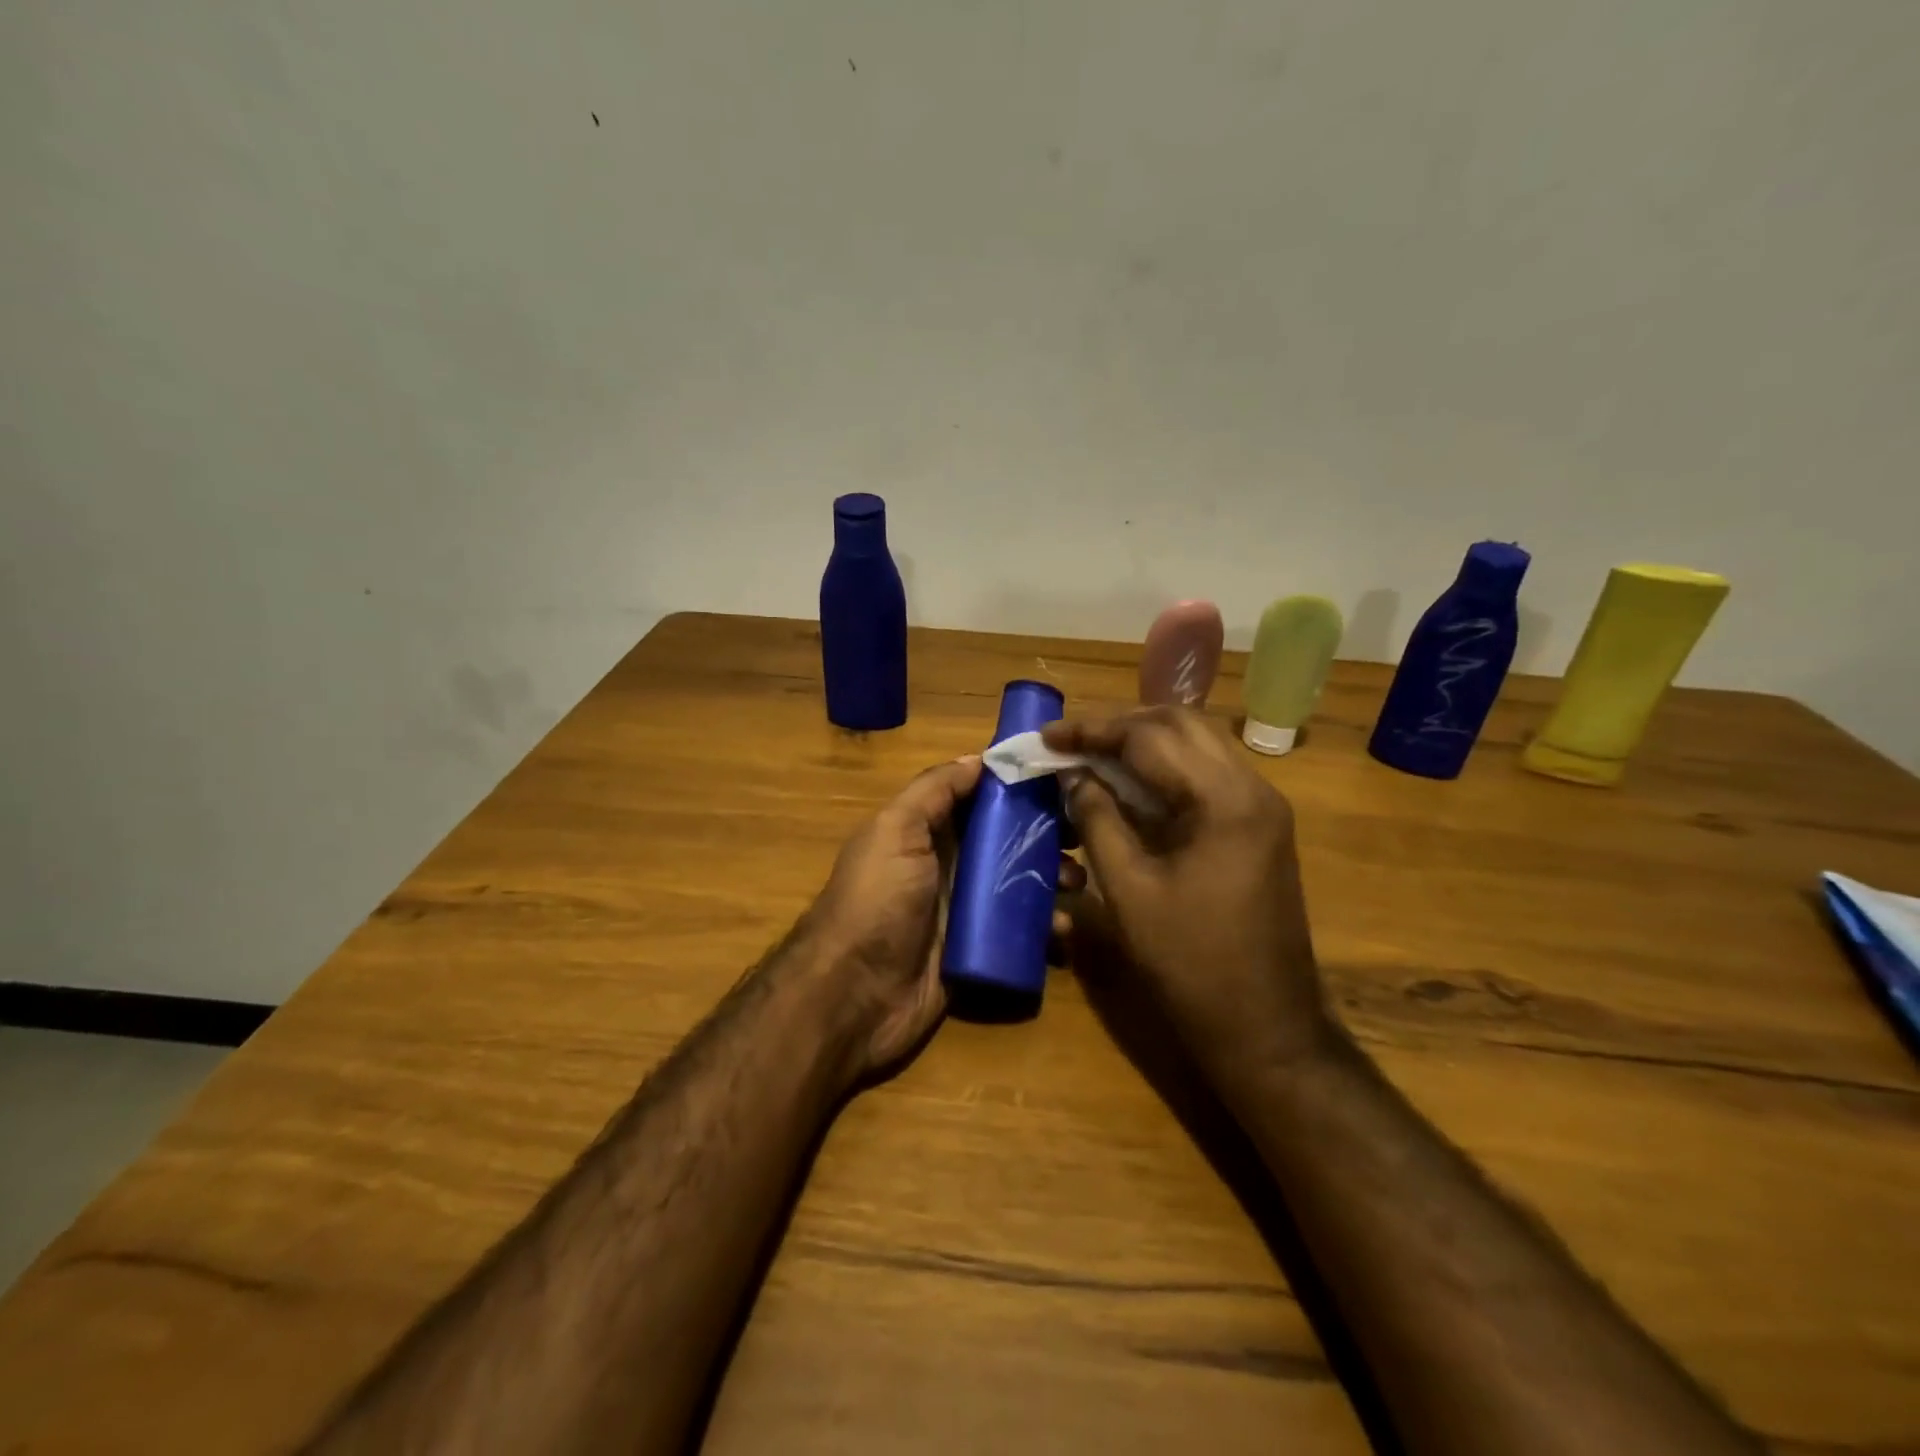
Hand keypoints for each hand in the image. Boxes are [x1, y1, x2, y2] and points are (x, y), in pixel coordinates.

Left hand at [803, 755, 1084, 1078]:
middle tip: (1082, 835)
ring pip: (1021, 885)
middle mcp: (950, 865)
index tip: (1062, 777)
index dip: (1018, 786)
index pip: (981, 798)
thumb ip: (934, 790)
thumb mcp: (895, 830)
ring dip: (1053, 879)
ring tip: (1076, 883)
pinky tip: (1062, 930)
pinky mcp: (980, 951)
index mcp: (928, 832)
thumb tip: (979, 759)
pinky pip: (1021, 933)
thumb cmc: (877, 901)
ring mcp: (966, 910)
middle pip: (1008, 840)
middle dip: (1047, 834)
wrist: (854, 995)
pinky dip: (1045, 928)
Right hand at [1043, 709, 1330, 1085]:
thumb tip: (1073, 775)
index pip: (1150, 738)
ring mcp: (1262, 807)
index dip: (1092, 732)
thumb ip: (1098, 819)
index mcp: (1224, 801)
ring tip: (1092, 756)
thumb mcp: (1129, 890)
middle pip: (1181, 724)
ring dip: (1144, 742)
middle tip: (1071, 742)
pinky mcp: (1259, 827)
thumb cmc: (1191, 964)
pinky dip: (1165, 769)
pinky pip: (1207, 775)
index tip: (1047, 737)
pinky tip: (1130, 787)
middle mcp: (1252, 789)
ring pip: (1198, 744)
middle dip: (1120, 725)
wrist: (1267, 1028)